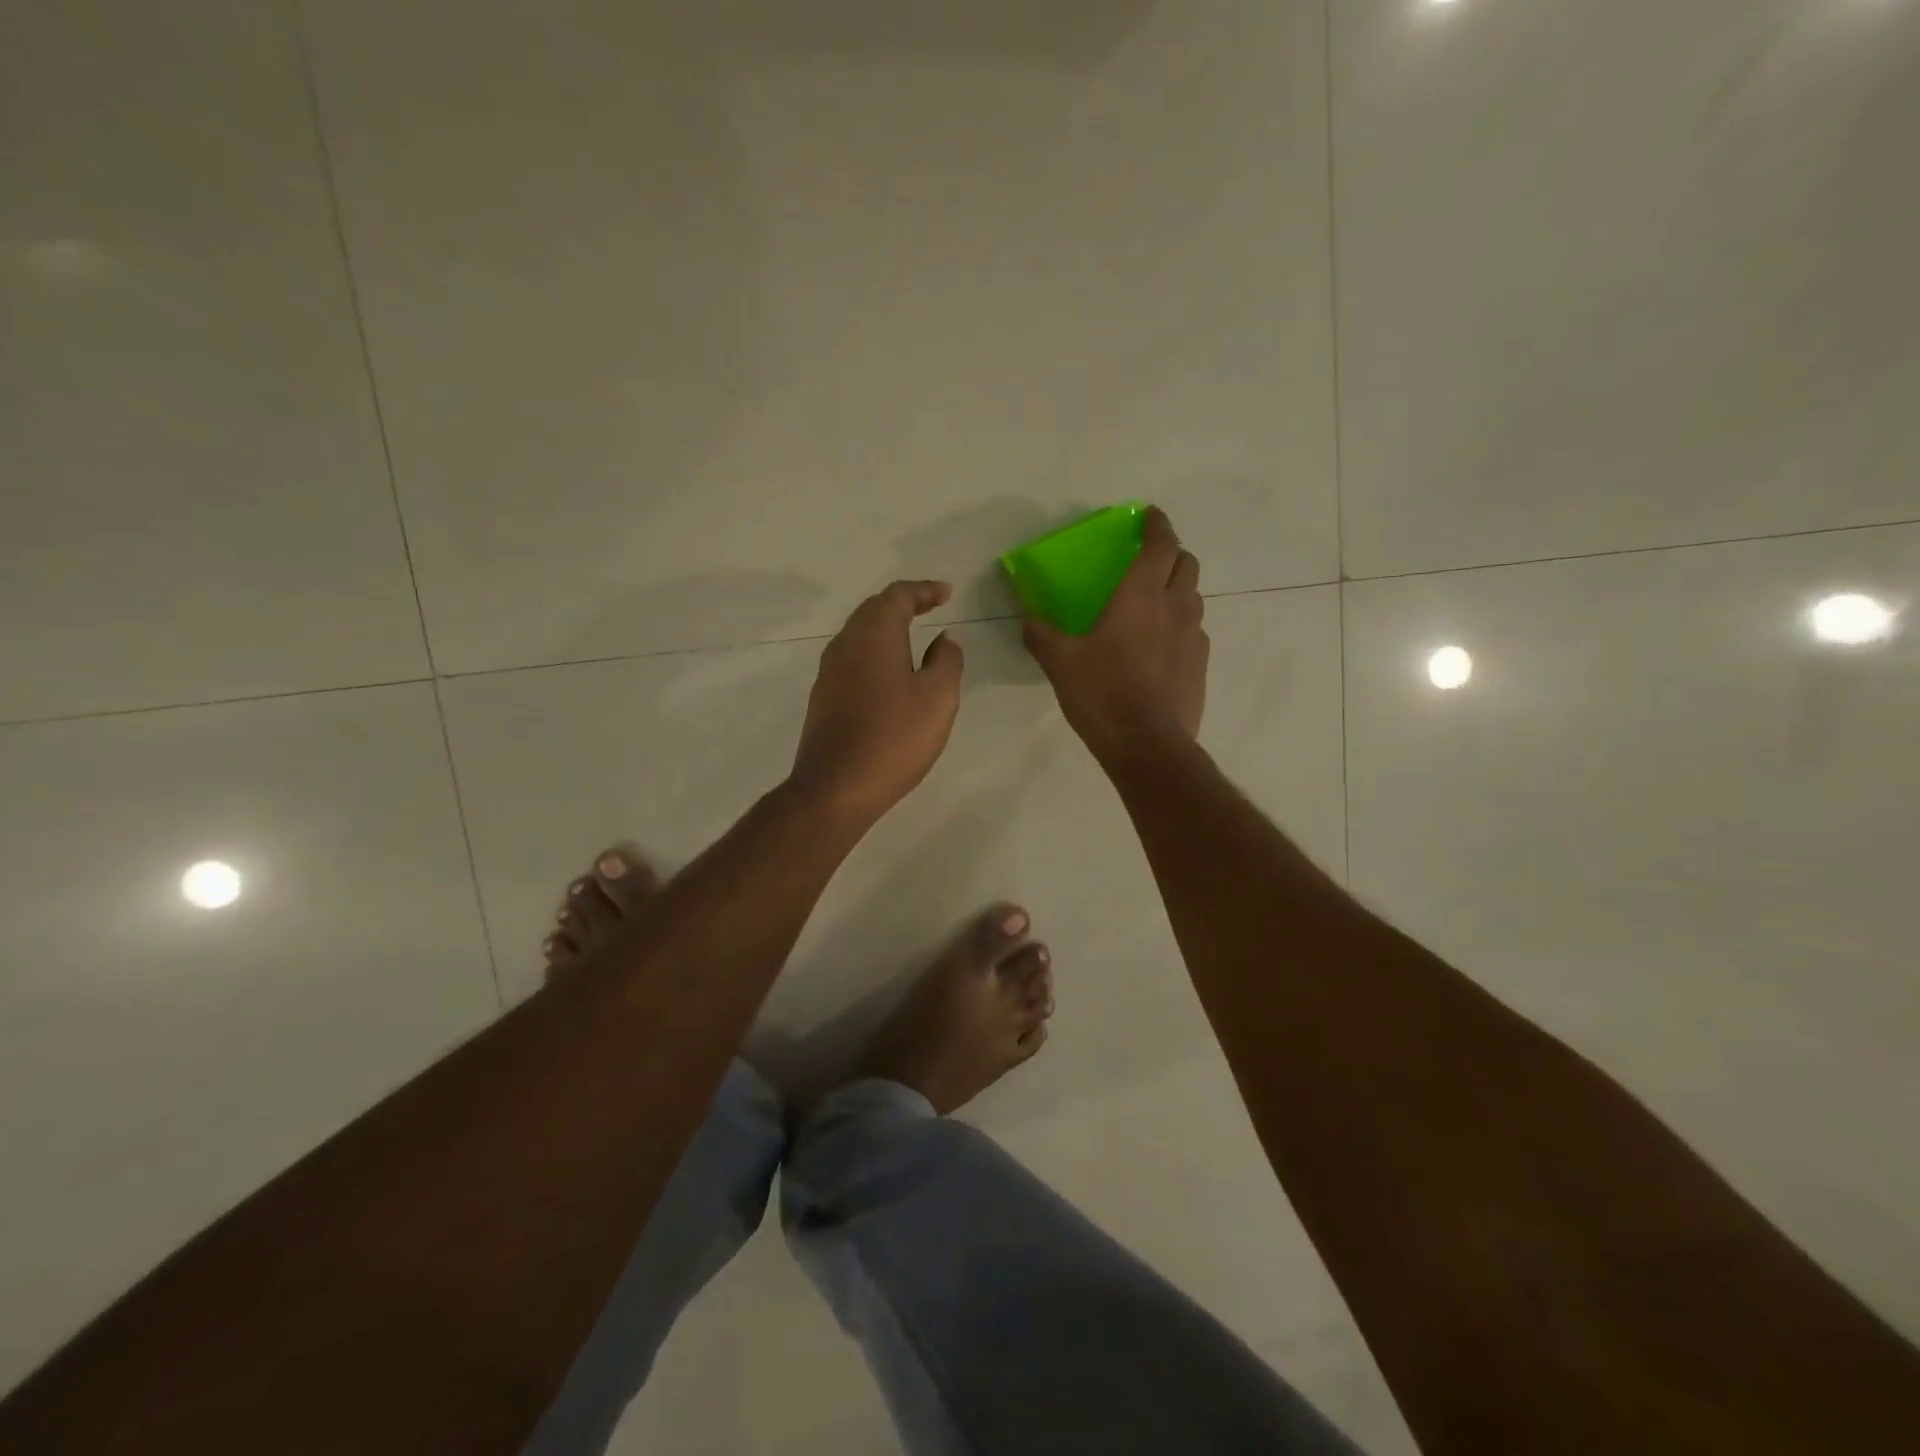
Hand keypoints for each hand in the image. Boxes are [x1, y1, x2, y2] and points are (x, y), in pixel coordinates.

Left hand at [792, 580, 964, 820]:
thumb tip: (946, 638)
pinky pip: (852, 659)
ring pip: (860, 634)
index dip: (924, 590)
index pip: (898, 596)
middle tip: (931, 606)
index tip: (947, 593)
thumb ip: (947, 660)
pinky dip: (875, 653)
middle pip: (874, 610)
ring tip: (913, 635)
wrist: (836, 787)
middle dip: (904, 604)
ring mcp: (829, 671)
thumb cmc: (894, 737)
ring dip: (887, 628)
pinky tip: (889, 673)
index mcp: (874, 634)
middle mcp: (845, 643)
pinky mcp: (823, 697)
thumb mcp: (938, 697)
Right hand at [1023, 507, 1207, 757]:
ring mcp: (1195, 637)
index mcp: (1141, 595)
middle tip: (1148, 562)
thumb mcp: (1060, 663)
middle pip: (1186, 564)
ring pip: (1193, 598)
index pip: (1160, 544)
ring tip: (1153, 605)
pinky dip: (1180, 626)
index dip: (1157, 525)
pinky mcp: (1201, 666)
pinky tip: (1159, 648)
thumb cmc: (1102, 693)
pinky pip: (1194, 632)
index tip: (1149, 516)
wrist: (1147, 745)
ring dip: (1177, 590)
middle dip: (1170, 554)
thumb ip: (1041, 634)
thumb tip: (1027, 618)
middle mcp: (1176, 607)